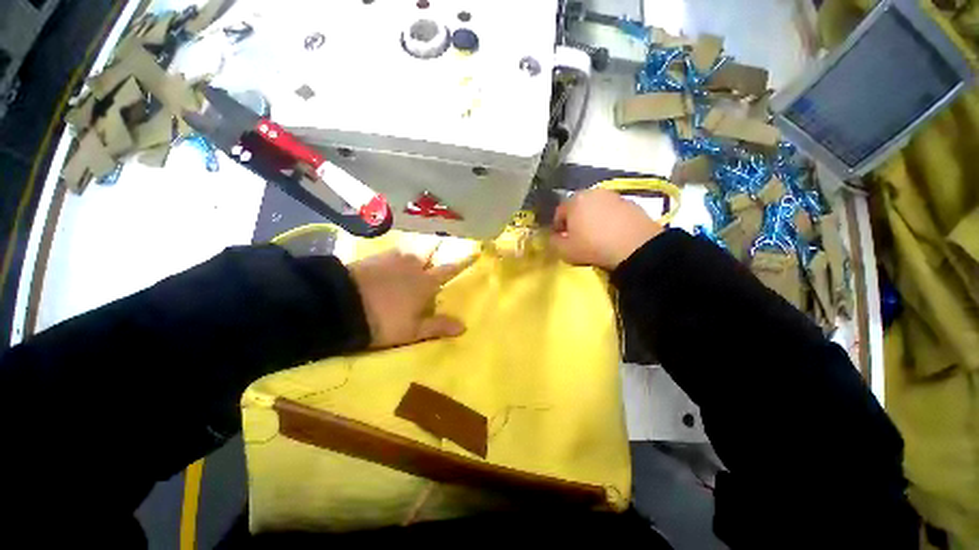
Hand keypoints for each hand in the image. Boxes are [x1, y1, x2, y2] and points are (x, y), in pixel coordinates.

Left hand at [348, 250, 471, 348]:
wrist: (342, 306)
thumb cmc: (383, 321)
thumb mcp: (413, 330)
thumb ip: (438, 326)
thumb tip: (464, 327)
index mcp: (426, 282)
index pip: (449, 270)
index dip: (462, 262)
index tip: (473, 252)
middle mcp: (413, 265)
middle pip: (429, 253)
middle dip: (435, 252)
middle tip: (435, 253)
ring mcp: (393, 258)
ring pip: (410, 251)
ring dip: (414, 255)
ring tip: (412, 260)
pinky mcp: (375, 257)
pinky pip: (393, 252)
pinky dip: (397, 256)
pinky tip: (391, 262)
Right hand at [551, 188, 662, 269]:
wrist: (636, 247)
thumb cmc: (593, 247)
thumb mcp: (565, 251)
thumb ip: (554, 242)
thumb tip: (554, 237)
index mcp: (574, 201)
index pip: (559, 212)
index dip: (558, 227)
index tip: (561, 239)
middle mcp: (593, 192)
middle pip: (578, 207)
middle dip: (576, 220)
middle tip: (578, 237)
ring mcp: (614, 196)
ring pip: (596, 208)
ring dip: (593, 219)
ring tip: (597, 236)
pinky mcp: (632, 203)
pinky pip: (613, 212)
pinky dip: (610, 220)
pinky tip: (613, 234)